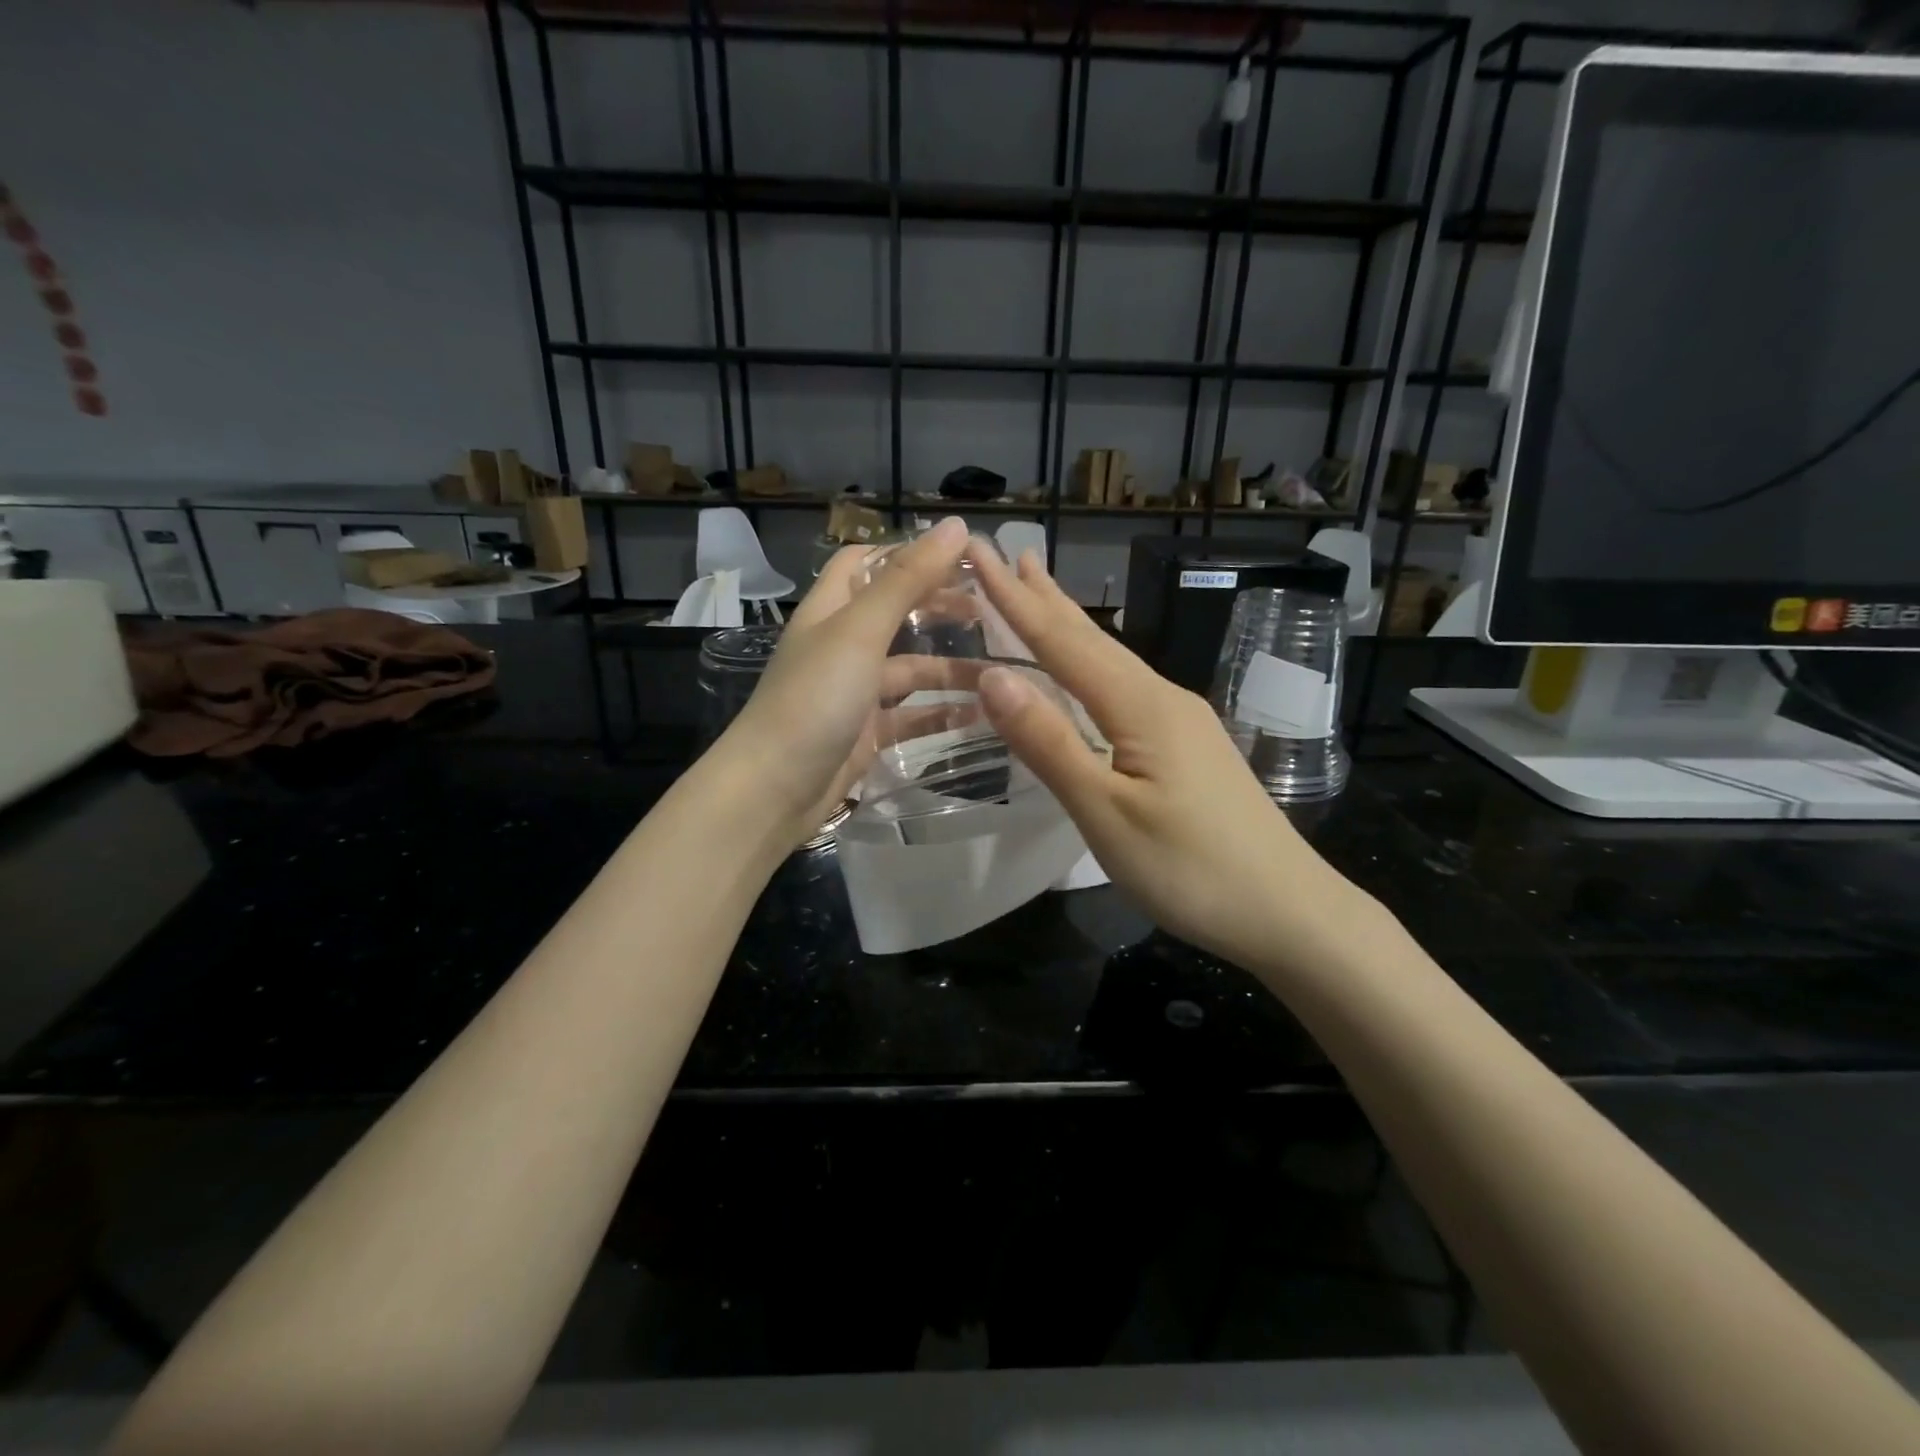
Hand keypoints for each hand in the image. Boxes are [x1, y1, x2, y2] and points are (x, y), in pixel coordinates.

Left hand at [716, 517, 976, 847]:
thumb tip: (957, 526)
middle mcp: (841, 646)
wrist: (773, 790)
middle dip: (939, 609)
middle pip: (895, 615)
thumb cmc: (814, 699)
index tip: (959, 557)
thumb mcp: (861, 631)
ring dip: (951, 669)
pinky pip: (911, 717)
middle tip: (991, 611)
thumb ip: (907, 580)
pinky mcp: (866, 734)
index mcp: (831, 610)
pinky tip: (980, 716)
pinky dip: (941, 714)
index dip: (907, 554)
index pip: (865, 563)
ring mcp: (854, 693)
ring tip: (1000, 671)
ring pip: (910, 670)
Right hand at [967, 545, 1363, 974]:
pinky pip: (1124, 687)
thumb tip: (994, 677)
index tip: (976, 553)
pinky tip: (1086, 670)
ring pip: (1111, 660)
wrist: (1288, 910)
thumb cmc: (1190, 869)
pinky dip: (1090, 664)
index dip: (1013, 600)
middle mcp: (1161, 697)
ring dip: (1068, 624)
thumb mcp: (1106, 814)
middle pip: (1091, 638)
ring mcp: (1180, 720)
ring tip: (1038, 591)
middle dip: (1043, 597)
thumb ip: (1050, 743)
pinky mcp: (1187, 746)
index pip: (1061, 642)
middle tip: (1005, 554)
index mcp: (1139, 705)